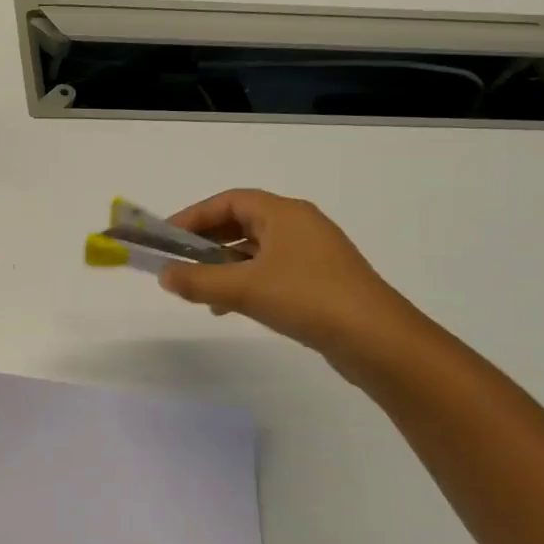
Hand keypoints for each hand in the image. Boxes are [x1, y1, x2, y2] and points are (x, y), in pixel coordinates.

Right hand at [157, 189, 413, 355]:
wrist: (379, 341)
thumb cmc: (308, 299)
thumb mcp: (243, 289)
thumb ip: (197, 280)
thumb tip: (164, 275)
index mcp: (284, 213)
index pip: (229, 201)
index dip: (193, 216)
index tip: (166, 236)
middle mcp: (299, 226)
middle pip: (242, 223)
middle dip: (207, 241)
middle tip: (178, 260)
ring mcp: (313, 254)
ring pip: (256, 250)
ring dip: (224, 265)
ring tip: (200, 289)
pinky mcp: (321, 281)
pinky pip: (272, 272)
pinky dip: (246, 282)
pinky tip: (231, 308)